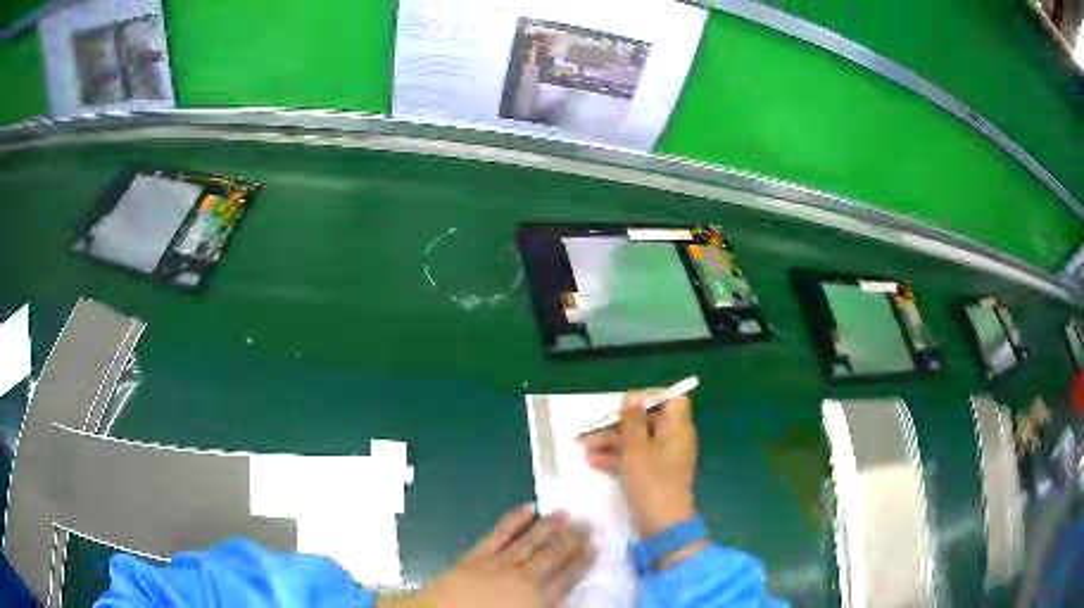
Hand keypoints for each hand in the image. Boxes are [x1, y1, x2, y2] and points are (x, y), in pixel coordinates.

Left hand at [381, 505, 593, 607]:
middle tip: (584, 522)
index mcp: (535, 599)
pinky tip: (525, 510)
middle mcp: (519, 578)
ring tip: (562, 512)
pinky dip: (512, 523)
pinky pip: (496, 537)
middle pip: (549, 557)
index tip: (595, 545)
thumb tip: (567, 601)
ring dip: (546, 528)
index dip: (581, 562)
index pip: (566, 578)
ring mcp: (494, 566)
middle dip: (568, 540)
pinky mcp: (471, 559)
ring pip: (526, 543)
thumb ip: (548, 607)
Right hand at [581, 391, 697, 537]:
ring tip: (583, 445)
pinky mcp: (653, 475)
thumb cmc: (651, 482)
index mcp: (677, 428)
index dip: (649, 397)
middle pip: (648, 420)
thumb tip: (633, 396)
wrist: (662, 526)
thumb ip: (632, 421)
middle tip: (592, 428)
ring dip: (611, 441)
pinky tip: (593, 461)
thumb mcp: (636, 449)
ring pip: (637, 440)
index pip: (671, 400)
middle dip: (618, 423)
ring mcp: (663, 459)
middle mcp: (673, 440)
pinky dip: (617, 457)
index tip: (624, 404)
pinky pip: (635, 458)